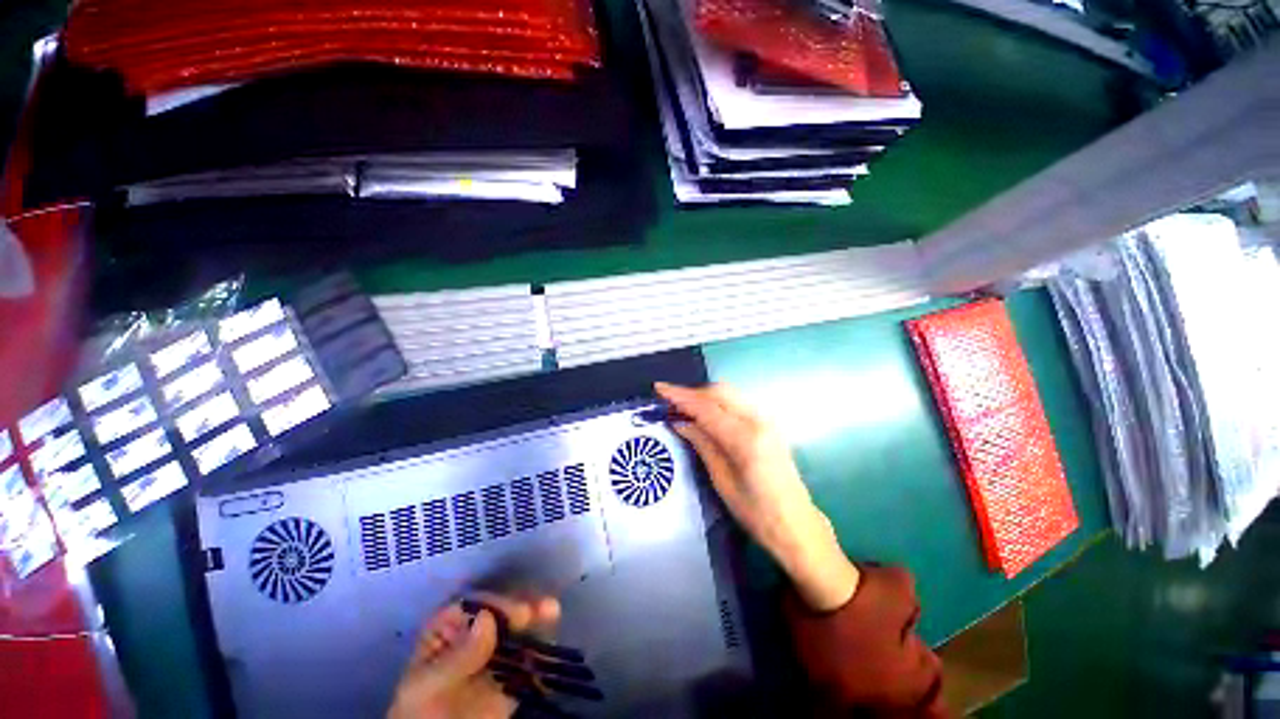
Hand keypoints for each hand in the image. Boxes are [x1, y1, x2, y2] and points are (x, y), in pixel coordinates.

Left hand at [388, 594, 560, 718]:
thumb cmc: (422, 714)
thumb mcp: (430, 686)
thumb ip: (458, 655)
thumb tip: (486, 617)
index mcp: (447, 628)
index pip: (475, 604)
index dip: (498, 603)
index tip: (518, 613)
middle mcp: (474, 633)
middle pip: (502, 612)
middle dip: (524, 607)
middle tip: (544, 609)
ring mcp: (495, 653)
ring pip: (518, 629)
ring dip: (537, 619)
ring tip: (553, 612)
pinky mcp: (511, 674)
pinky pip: (528, 656)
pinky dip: (541, 647)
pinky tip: (552, 639)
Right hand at [655, 382, 858, 610]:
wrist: (797, 525)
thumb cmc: (756, 513)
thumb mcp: (722, 481)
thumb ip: (702, 443)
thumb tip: (679, 421)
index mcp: (745, 438)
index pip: (706, 407)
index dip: (681, 396)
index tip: (659, 388)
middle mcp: (759, 421)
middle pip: (720, 392)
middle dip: (692, 392)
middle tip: (669, 400)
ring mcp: (767, 420)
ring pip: (729, 394)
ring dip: (704, 395)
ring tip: (683, 406)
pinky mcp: (769, 424)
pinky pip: (737, 403)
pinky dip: (718, 402)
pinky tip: (705, 413)